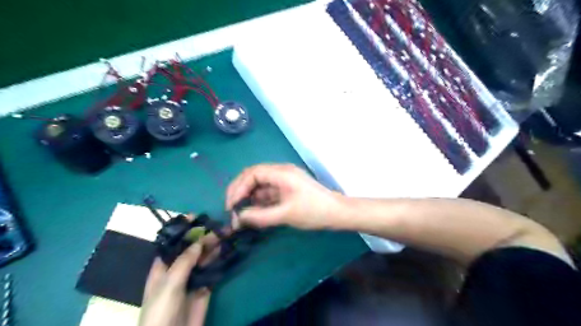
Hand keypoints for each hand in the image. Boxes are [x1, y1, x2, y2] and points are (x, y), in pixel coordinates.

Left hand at [137, 227, 224, 325]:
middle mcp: (178, 269)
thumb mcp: (169, 284)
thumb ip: (185, 261)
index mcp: (163, 266)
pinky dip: (220, 260)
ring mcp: (192, 278)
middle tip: (221, 226)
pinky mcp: (205, 287)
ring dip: (215, 246)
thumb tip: (199, 241)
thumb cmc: (161, 311)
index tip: (197, 216)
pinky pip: (213, 269)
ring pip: (204, 257)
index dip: (184, 229)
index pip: (173, 242)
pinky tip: (228, 250)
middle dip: (205, 236)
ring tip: (227, 234)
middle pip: (192, 248)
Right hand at [225, 163, 340, 228]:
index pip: (252, 173)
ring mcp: (285, 180)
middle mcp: (281, 172)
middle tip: (231, 208)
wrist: (337, 213)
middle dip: (240, 191)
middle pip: (254, 176)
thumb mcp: (286, 215)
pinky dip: (259, 200)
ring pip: (260, 185)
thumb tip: (238, 219)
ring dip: (249, 197)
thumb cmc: (314, 211)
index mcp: (282, 173)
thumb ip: (260, 216)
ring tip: (240, 213)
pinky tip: (254, 212)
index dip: (238, 188)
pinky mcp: (287, 189)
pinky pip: (268, 191)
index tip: (231, 206)